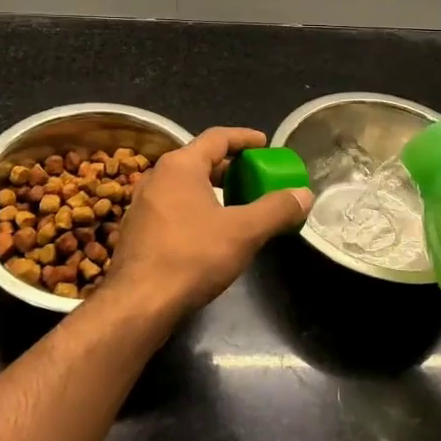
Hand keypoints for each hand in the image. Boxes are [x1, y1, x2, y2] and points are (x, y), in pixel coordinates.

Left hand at [107, 127, 312, 315]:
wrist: (139, 303)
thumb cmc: (192, 257)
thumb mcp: (243, 232)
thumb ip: (276, 210)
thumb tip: (304, 195)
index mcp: (180, 166)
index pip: (216, 138)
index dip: (244, 138)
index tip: (265, 143)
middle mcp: (157, 177)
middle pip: (199, 160)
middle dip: (230, 167)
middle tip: (256, 177)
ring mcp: (142, 204)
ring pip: (184, 186)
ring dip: (213, 190)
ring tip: (238, 204)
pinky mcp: (137, 230)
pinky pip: (173, 207)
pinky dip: (196, 208)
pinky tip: (211, 231)